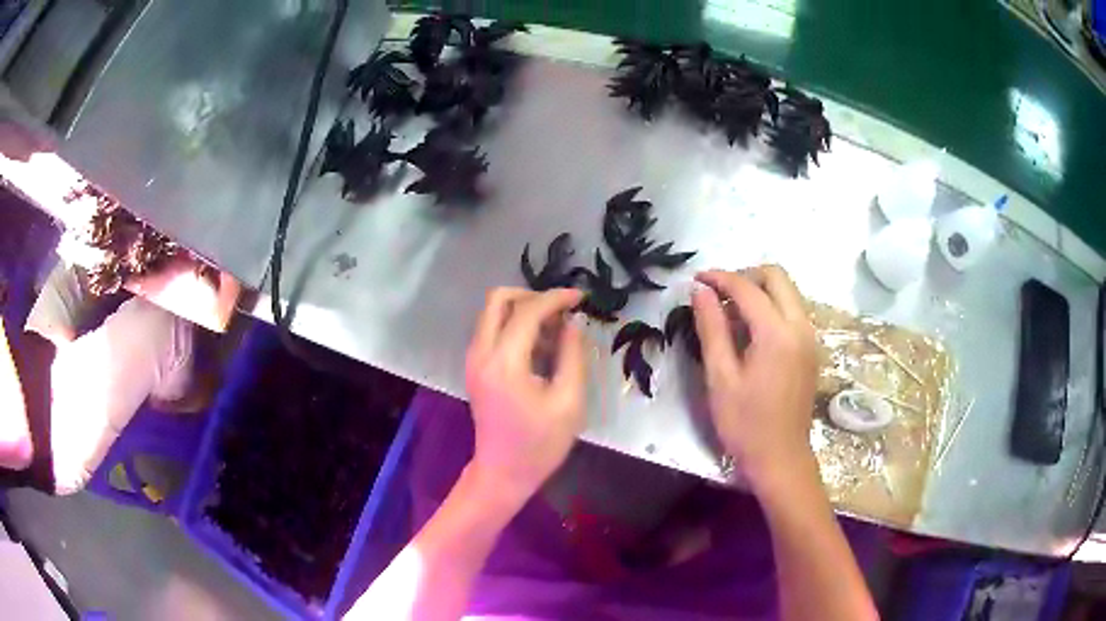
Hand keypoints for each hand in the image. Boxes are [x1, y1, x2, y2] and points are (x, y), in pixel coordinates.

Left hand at [465, 287, 586, 506]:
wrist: (503, 473)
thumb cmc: (540, 445)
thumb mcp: (568, 402)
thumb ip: (572, 356)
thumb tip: (573, 322)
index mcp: (504, 363)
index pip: (527, 311)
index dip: (556, 298)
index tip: (581, 298)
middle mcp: (481, 354)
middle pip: (498, 299)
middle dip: (533, 296)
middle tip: (562, 312)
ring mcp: (473, 360)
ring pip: (493, 312)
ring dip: (524, 311)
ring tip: (556, 334)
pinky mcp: (475, 367)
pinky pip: (492, 330)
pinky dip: (515, 326)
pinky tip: (540, 348)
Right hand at [691, 266, 818, 491]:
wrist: (781, 459)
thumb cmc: (745, 424)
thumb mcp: (720, 377)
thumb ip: (711, 328)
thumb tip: (700, 291)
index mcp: (777, 333)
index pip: (747, 288)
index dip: (719, 278)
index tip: (695, 279)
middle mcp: (800, 326)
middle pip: (776, 276)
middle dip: (744, 276)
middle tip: (717, 294)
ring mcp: (810, 337)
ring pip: (787, 292)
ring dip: (759, 291)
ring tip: (729, 312)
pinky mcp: (811, 349)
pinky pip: (792, 311)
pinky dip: (770, 307)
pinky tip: (750, 331)